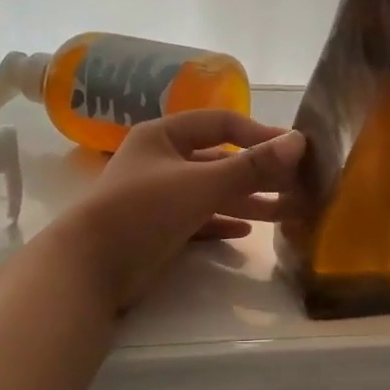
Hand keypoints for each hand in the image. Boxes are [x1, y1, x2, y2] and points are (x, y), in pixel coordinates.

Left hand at [52, 110, 304, 311]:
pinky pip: (200, 219)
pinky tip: (247, 232)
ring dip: (247, 200)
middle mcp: (162, 161)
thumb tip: (299, 141)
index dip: (258, 134)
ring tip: (286, 212)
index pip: (221, 123)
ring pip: (213, 192)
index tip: (293, 150)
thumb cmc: (144, 211)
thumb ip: (252, 165)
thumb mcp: (202, 184)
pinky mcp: (159, 228)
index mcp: (164, 136)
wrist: (90, 267)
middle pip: (220, 160)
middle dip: (258, 174)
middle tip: (298, 186)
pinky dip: (223, 222)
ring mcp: (159, 196)